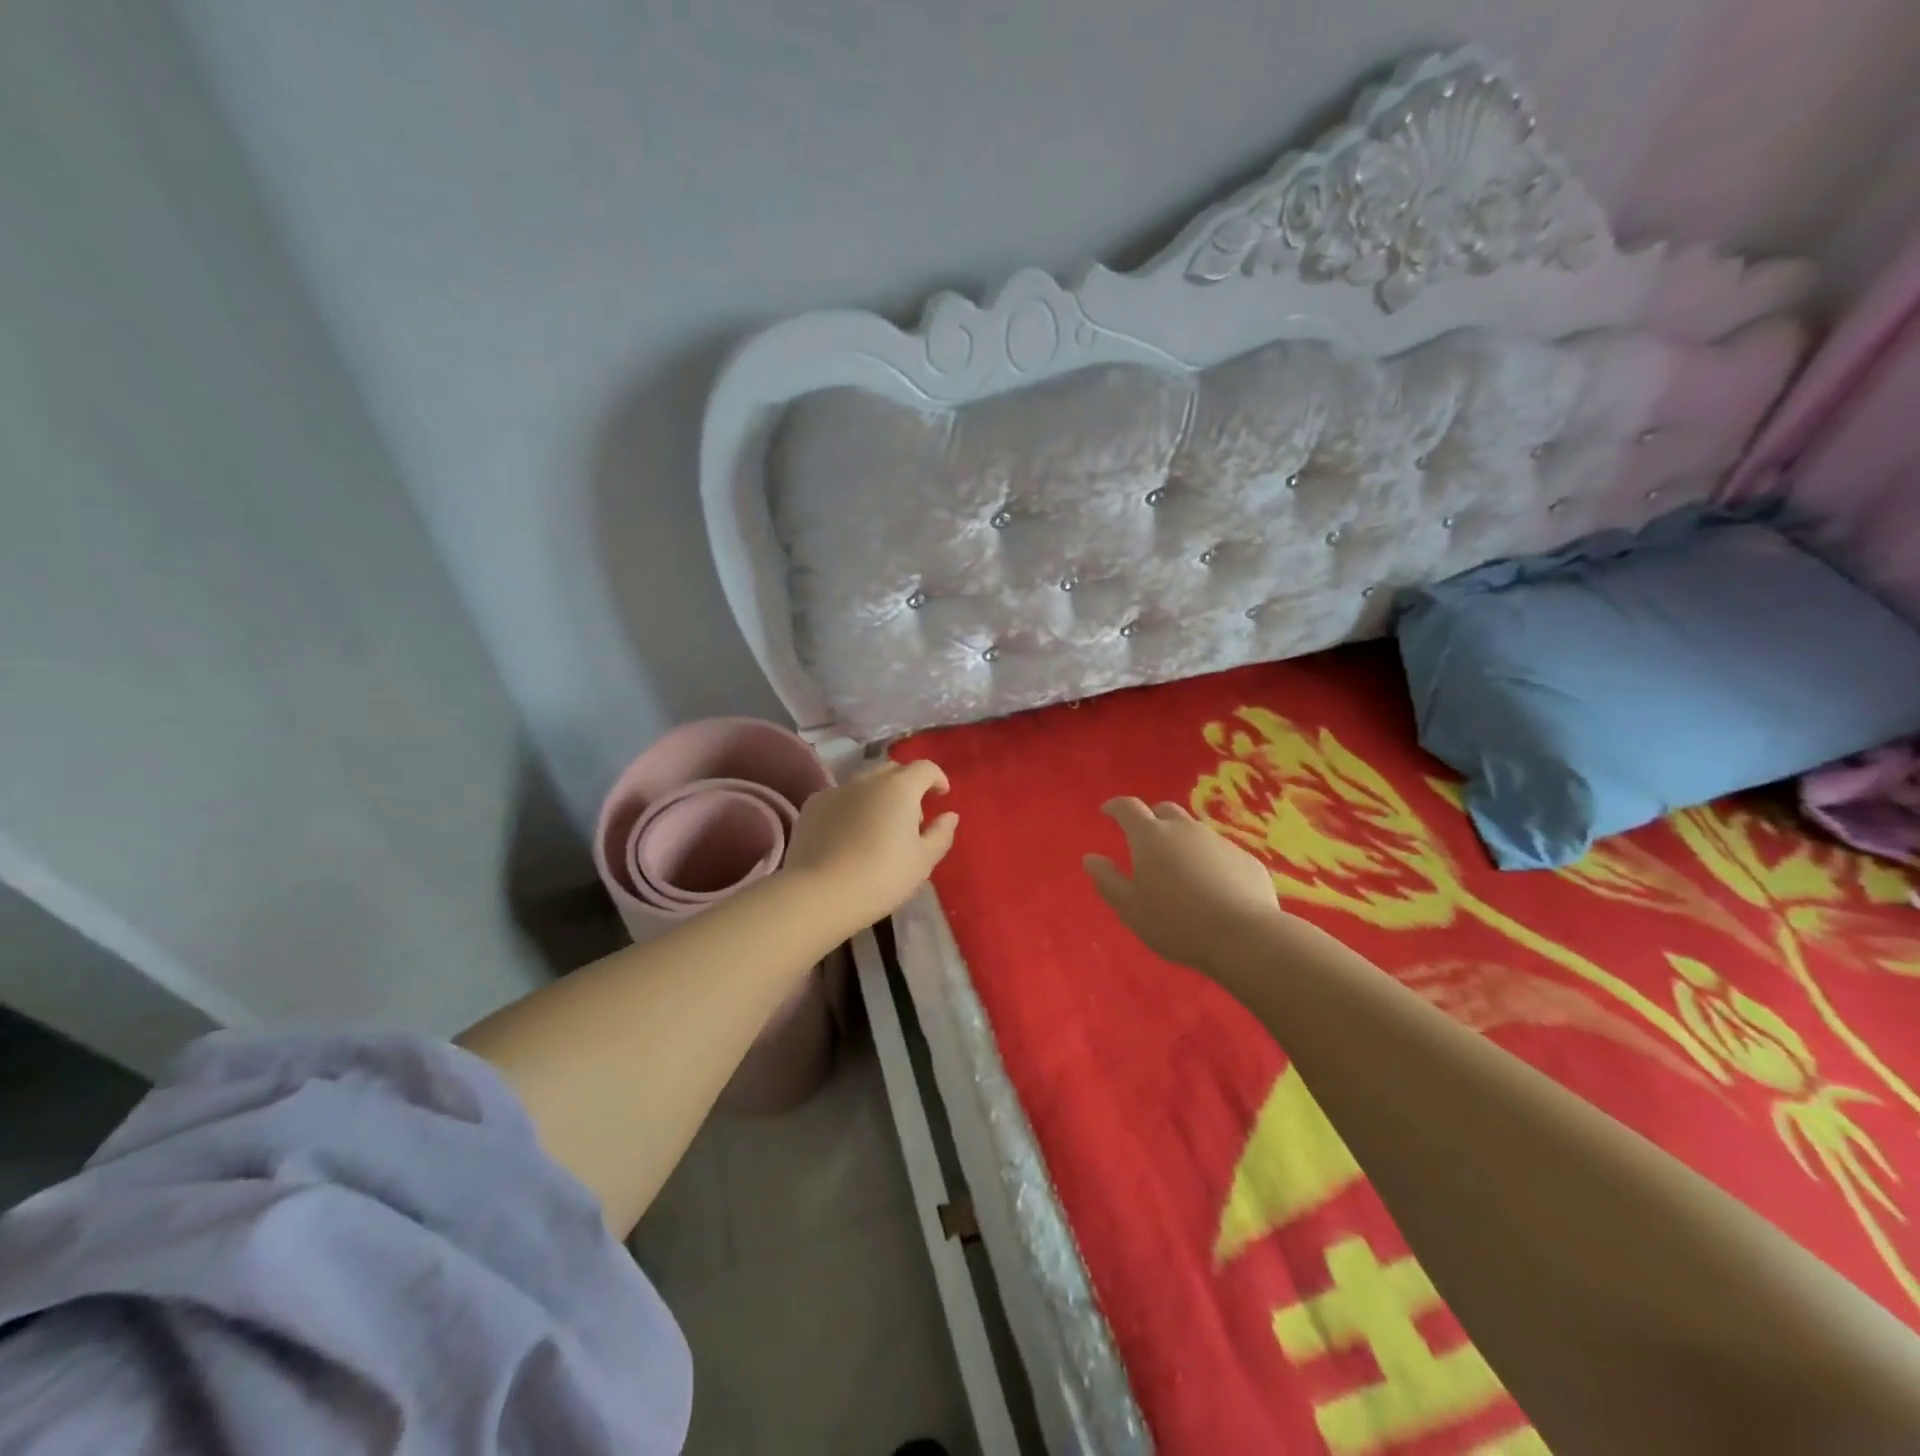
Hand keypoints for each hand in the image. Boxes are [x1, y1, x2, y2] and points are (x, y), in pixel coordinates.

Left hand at [784, 759, 957, 931]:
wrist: (820, 894)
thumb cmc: (882, 876)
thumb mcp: (923, 861)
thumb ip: (941, 834)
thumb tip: (949, 815)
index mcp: (900, 787)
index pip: (924, 768)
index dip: (937, 778)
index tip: (941, 796)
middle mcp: (867, 780)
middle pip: (892, 771)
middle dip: (906, 786)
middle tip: (911, 816)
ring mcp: (835, 790)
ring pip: (863, 784)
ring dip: (877, 797)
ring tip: (878, 828)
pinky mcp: (812, 807)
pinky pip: (839, 799)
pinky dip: (850, 809)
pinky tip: (848, 836)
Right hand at [1084, 798, 1280, 971]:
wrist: (1243, 936)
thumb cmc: (1175, 922)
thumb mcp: (1130, 908)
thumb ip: (1108, 880)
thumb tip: (1090, 859)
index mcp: (1150, 837)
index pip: (1128, 808)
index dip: (1115, 807)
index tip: (1107, 812)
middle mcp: (1185, 829)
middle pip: (1164, 810)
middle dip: (1151, 819)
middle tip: (1144, 840)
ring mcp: (1219, 841)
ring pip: (1194, 831)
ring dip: (1182, 841)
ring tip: (1179, 869)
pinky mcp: (1246, 859)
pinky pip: (1220, 852)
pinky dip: (1209, 861)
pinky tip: (1212, 887)